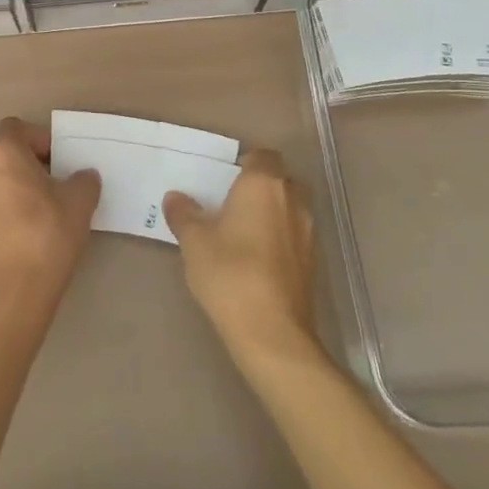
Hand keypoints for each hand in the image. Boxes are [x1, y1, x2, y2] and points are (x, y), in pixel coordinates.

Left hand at [0, 118, 99, 313]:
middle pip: (1, 152)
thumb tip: (83, 176)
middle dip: (25, 161)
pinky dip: (0, 209)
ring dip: (11, 185)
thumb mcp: (79, 202)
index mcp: (1, 152)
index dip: (39, 138)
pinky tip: (21, 233)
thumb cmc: (47, 234)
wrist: (12, 291)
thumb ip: (84, 180)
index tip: (58, 161)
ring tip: (37, 209)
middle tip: (51, 183)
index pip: (16, 127)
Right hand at [164, 149, 319, 368]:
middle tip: (230, 201)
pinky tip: (255, 257)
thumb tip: (176, 197)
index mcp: (263, 184)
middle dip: (259, 185)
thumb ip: (184, 214)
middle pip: (280, 179)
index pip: (262, 155)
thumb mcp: (194, 241)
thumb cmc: (230, 274)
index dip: (245, 161)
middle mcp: (292, 200)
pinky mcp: (313, 262)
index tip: (223, 177)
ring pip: (290, 207)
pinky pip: (294, 234)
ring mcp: (308, 232)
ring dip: (271, 212)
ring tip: (241, 230)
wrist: (272, 333)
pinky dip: (278, 236)